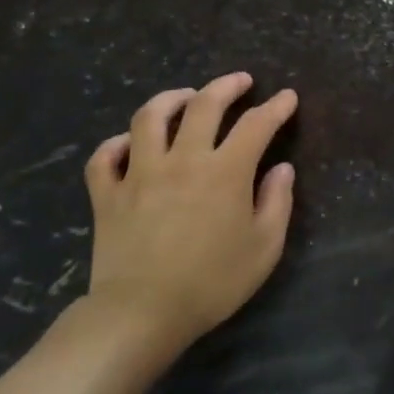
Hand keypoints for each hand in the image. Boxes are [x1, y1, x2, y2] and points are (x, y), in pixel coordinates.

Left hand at [80, 72, 296, 358]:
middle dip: (226, 86)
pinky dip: (117, 143)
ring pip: (149, 118)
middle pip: (203, 105)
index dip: (276, 108)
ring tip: (185, 97)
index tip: (287, 98)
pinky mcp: (108, 194)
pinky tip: (130, 144)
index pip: (256, 125)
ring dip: (170, 99)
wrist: (144, 312)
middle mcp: (182, 159)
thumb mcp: (264, 248)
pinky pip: (105, 156)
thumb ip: (277, 202)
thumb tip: (281, 169)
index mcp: (225, 171)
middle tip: (241, 82)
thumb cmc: (213, 282)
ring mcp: (139, 173)